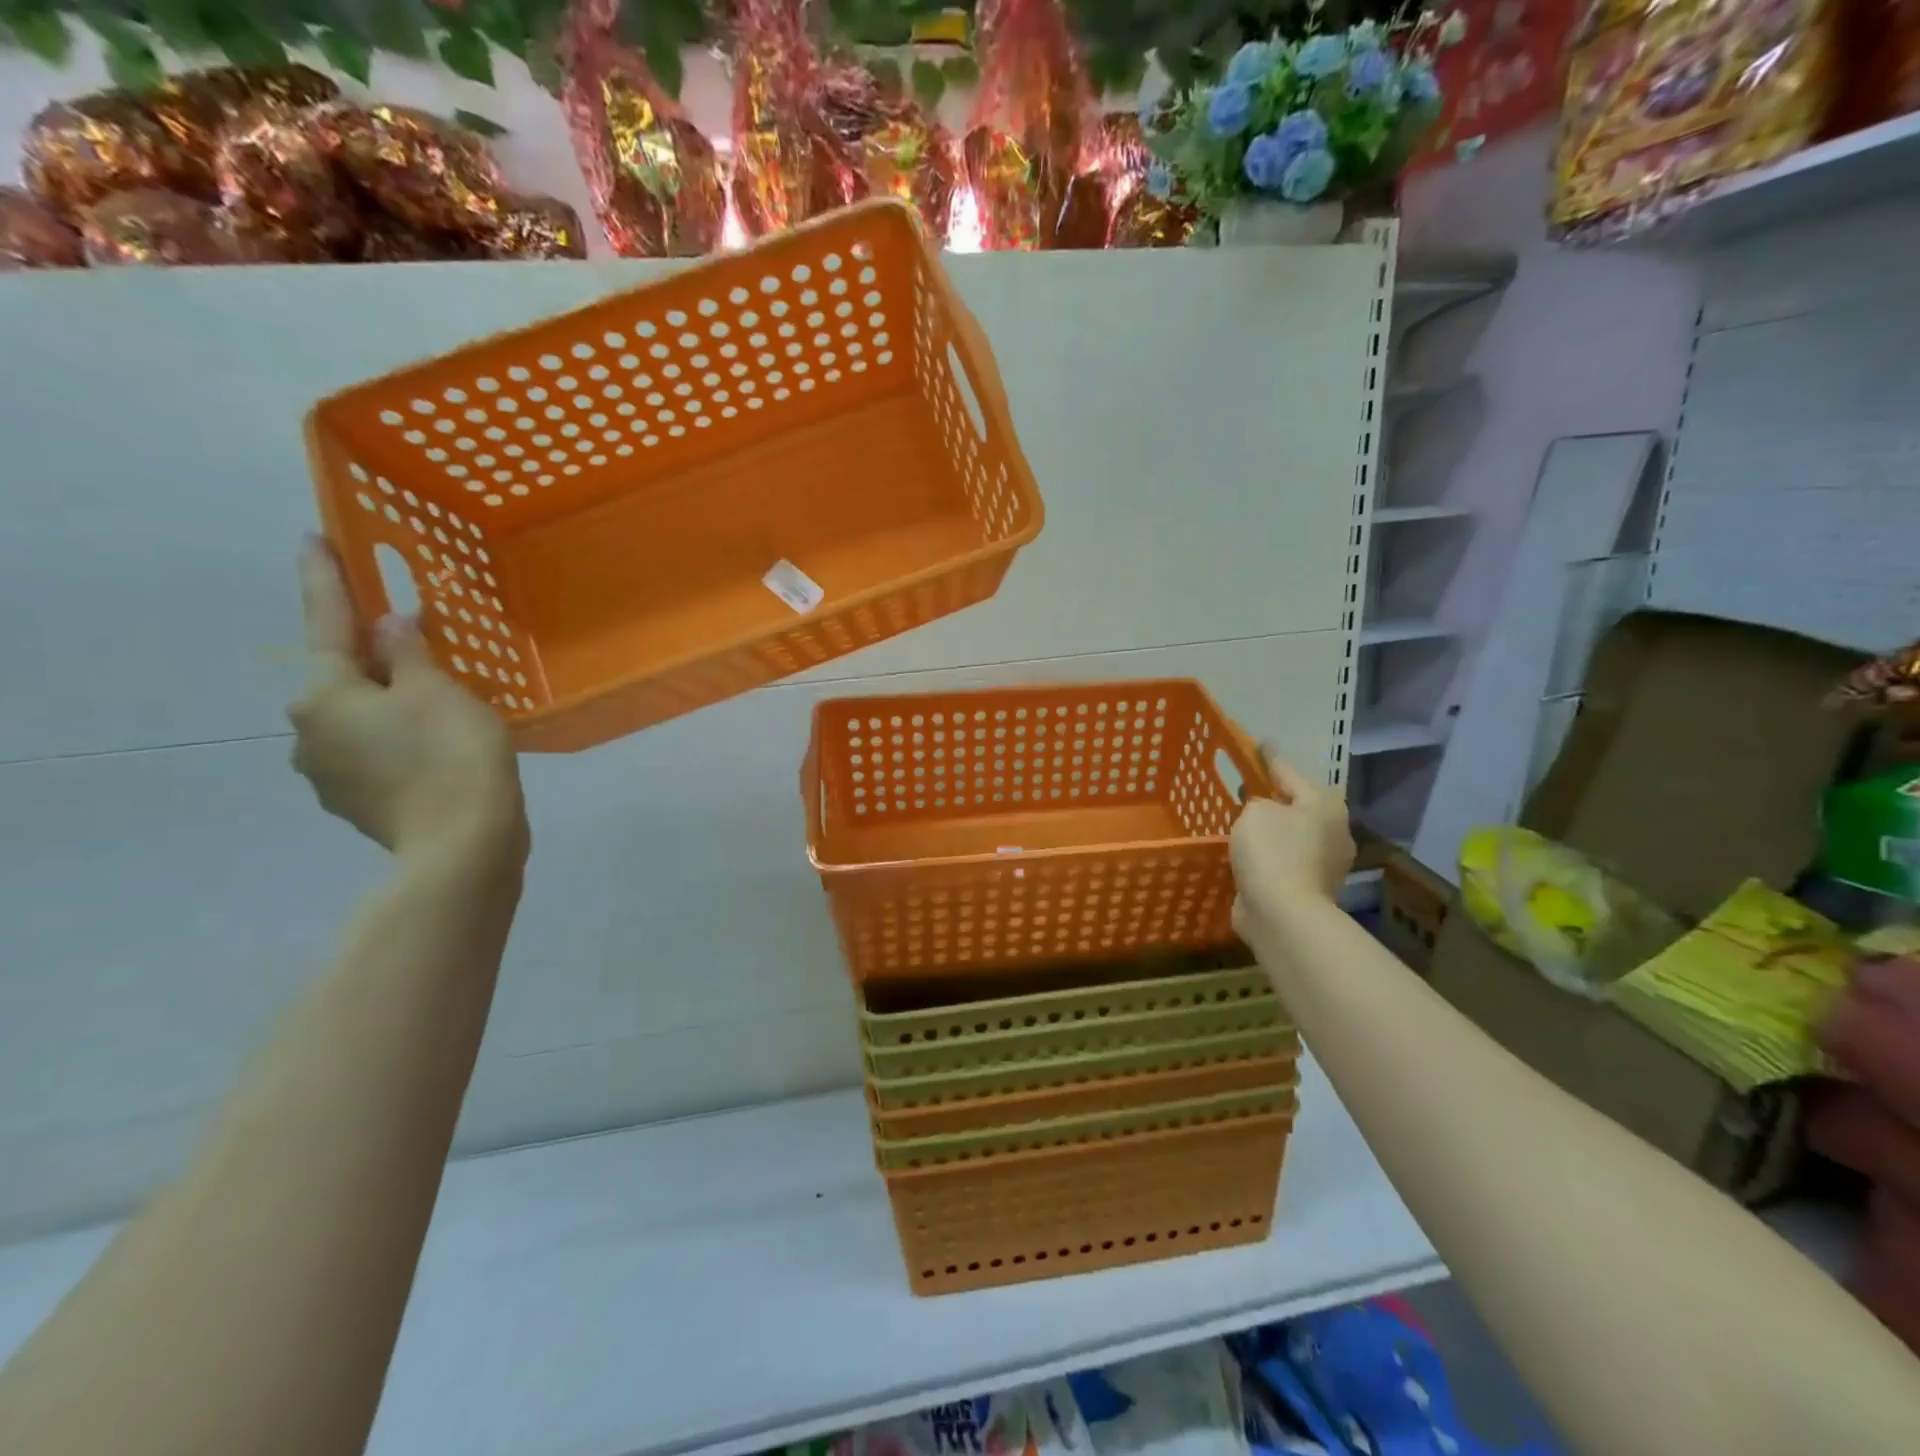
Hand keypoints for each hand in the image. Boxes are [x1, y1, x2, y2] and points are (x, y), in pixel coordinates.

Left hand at [289, 539, 527, 867]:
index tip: (312, 537)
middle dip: (372, 655)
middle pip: (342, 677)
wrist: (464, 845)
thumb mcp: (439, 690)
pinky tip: (435, 743)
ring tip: (437, 700)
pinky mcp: (357, 802)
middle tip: (411, 638)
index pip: (326, 622)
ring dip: (389, 701)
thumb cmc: (452, 755)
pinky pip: (375, 751)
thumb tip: (388, 625)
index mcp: (323, 695)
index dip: (325, 577)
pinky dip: (399, 737)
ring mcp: (328, 773)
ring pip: (360, 718)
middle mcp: (309, 731)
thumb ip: (409, 652)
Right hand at [1230, 748, 1353, 934]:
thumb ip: (1257, 802)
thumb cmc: (1272, 852)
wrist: (1283, 914)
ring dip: (1271, 828)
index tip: (1259, 743)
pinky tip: (1247, 852)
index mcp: (1324, 805)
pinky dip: (1267, 855)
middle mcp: (1332, 831)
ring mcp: (1323, 864)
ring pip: (1290, 834)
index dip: (1270, 757)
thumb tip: (1264, 812)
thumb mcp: (1256, 811)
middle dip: (1275, 796)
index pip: (1290, 771)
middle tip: (1247, 785)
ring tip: (1242, 820)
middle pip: (1297, 805)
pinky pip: (1282, 860)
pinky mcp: (1307, 888)